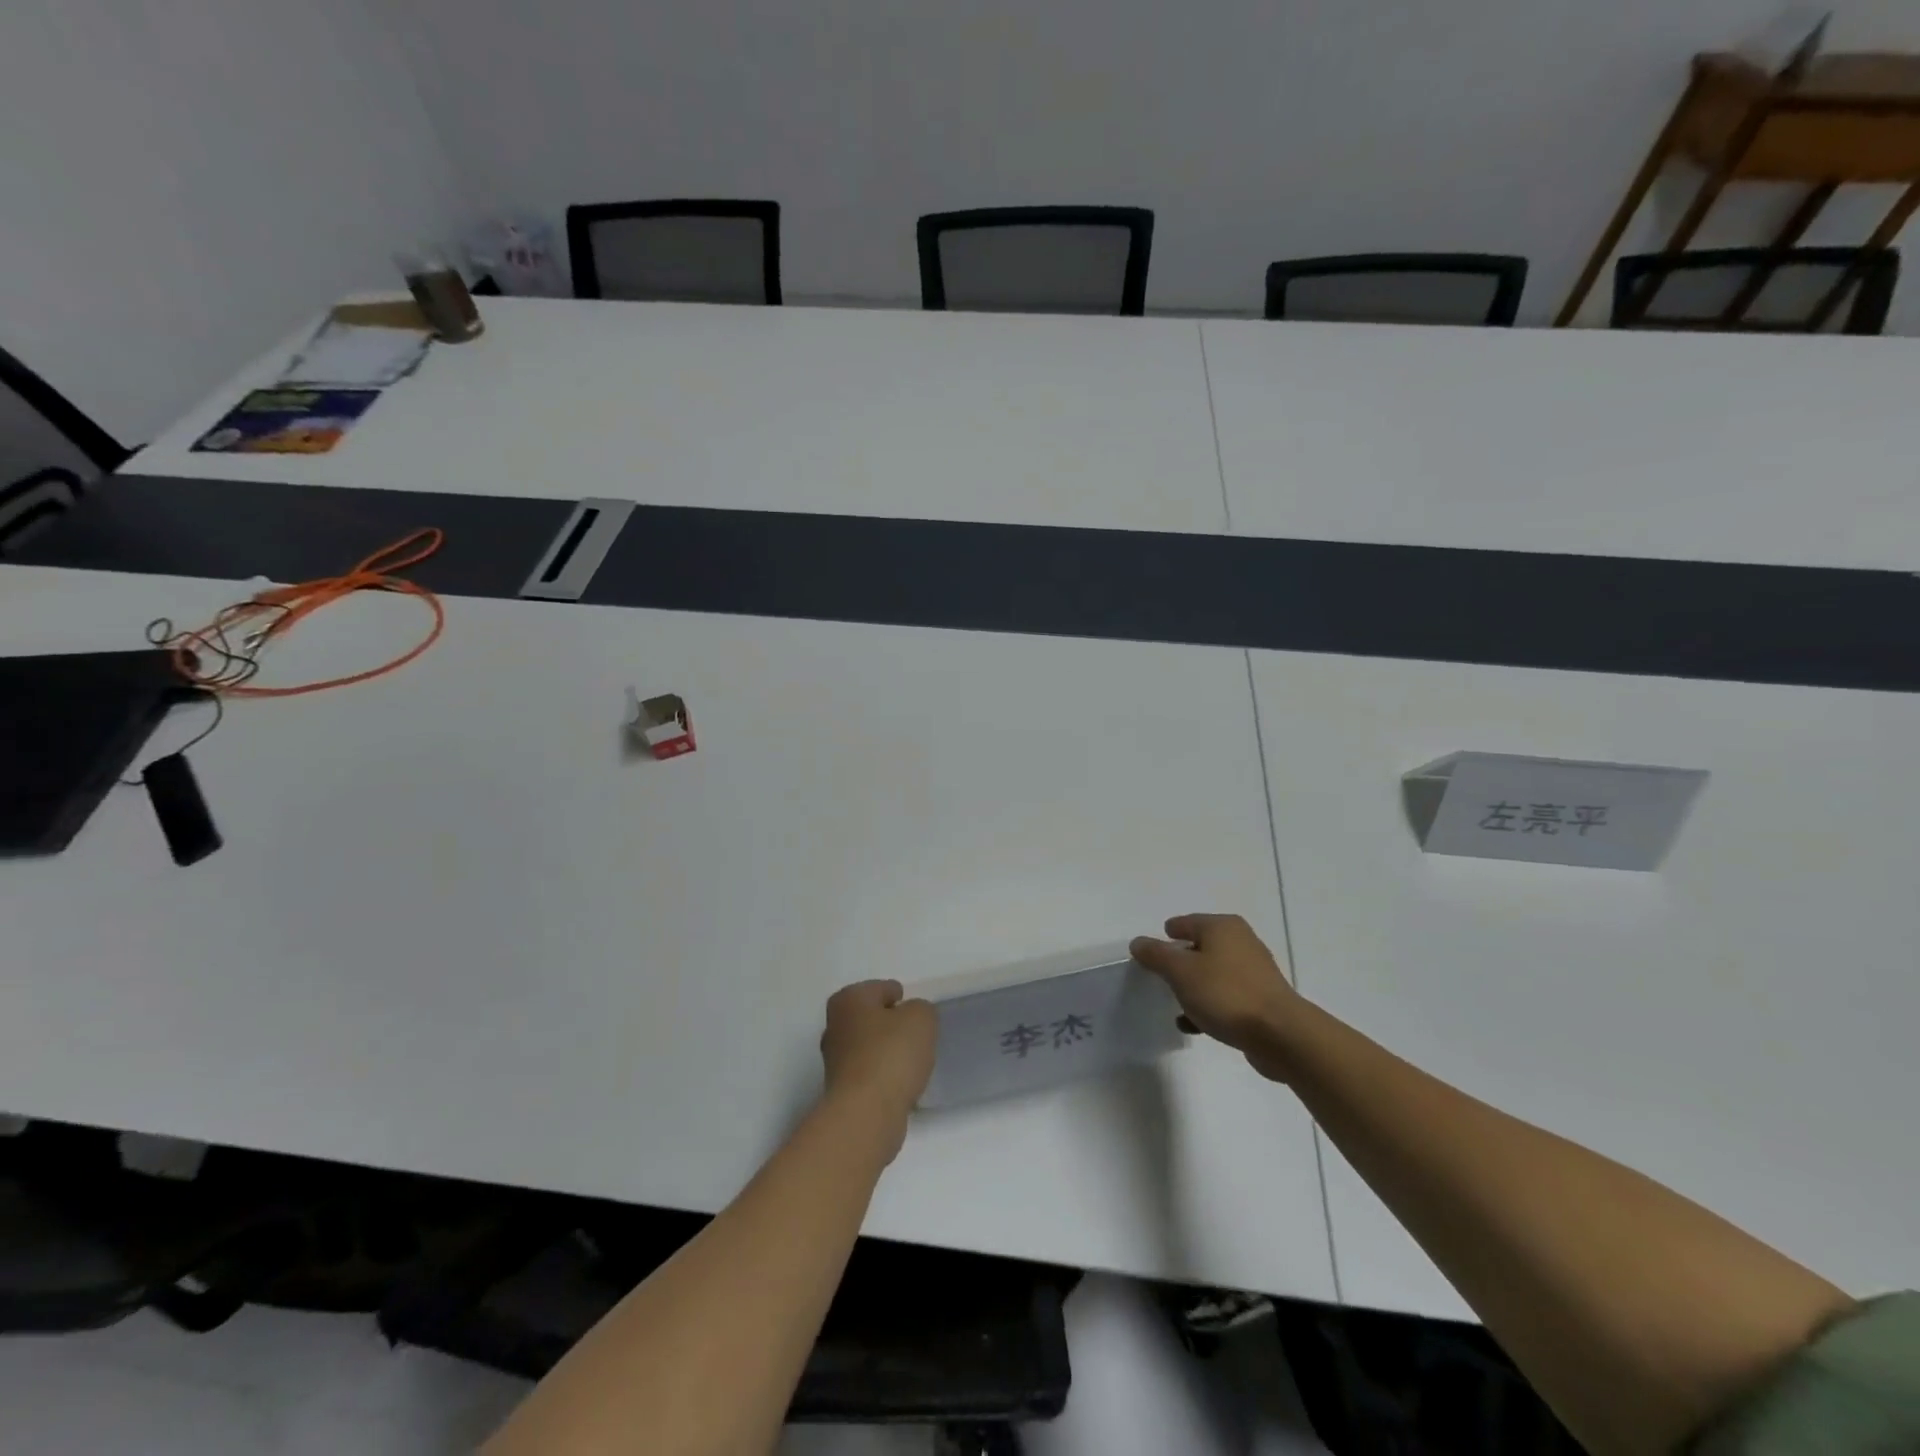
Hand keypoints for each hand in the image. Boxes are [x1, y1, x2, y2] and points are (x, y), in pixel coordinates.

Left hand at [819, 980, 938, 1151]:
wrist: (866, 1113)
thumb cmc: (891, 1054)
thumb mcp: (921, 1018)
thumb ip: (921, 1009)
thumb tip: (912, 1018)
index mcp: (849, 1000)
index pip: (879, 989)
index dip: (899, 996)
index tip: (914, 1010)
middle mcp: (835, 1026)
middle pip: (869, 1018)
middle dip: (889, 1024)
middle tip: (914, 1034)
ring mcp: (834, 1061)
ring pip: (867, 1047)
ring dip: (885, 1052)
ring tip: (911, 1061)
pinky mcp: (841, 1092)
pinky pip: (868, 1074)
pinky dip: (883, 1076)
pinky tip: (900, 1084)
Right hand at [1130, 915, 1301, 1081]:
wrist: (1281, 1035)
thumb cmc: (1226, 993)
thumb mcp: (1180, 972)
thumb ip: (1156, 955)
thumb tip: (1138, 942)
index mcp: (1223, 927)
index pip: (1186, 922)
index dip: (1167, 935)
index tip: (1151, 952)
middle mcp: (1241, 942)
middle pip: (1201, 947)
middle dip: (1180, 962)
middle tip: (1161, 977)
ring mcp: (1255, 972)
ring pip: (1213, 974)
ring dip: (1194, 987)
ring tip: (1175, 1003)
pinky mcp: (1262, 1000)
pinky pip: (1227, 997)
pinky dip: (1209, 1006)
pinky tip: (1194, 1024)